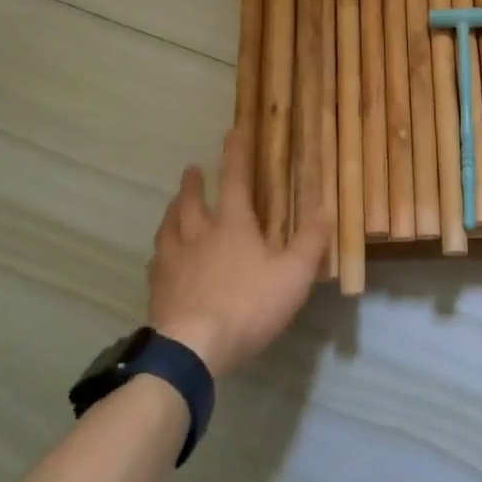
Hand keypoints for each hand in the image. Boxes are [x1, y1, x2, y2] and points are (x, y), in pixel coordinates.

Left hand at [147, 129, 332, 378]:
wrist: (192, 349)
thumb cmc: (248, 306)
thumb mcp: (293, 276)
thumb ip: (310, 242)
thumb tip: (324, 209)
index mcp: (232, 226)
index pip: (235, 181)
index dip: (235, 155)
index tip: (233, 132)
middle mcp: (198, 235)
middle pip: (191, 201)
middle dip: (193, 183)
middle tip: (192, 169)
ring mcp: (173, 262)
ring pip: (169, 227)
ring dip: (172, 211)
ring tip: (173, 205)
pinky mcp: (158, 289)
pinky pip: (157, 261)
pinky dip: (161, 251)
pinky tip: (160, 258)